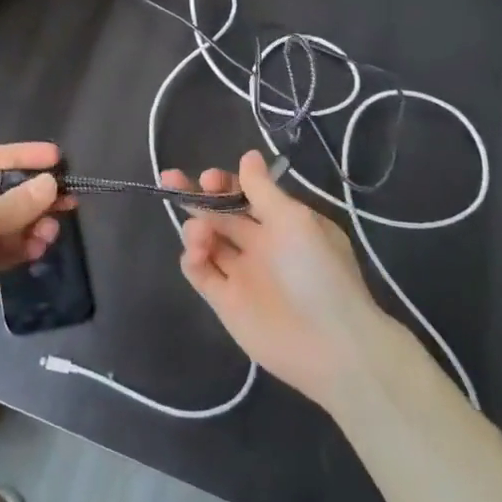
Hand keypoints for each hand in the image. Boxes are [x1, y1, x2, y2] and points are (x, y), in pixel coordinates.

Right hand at [160, 150, 384, 406]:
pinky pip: (200, 272)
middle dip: (196, 195)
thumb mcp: (294, 220)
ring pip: (206, 240)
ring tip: (201, 234)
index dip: (225, 184)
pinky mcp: (225, 302)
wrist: (330, 346)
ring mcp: (241, 274)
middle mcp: (260, 246)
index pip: (245, 196)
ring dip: (195, 227)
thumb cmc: (317, 272)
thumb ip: (263, 190)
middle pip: (220, 214)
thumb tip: (248, 155)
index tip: (211, 178)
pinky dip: (192, 258)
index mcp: (282, 224)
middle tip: (172, 180)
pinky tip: (196, 254)